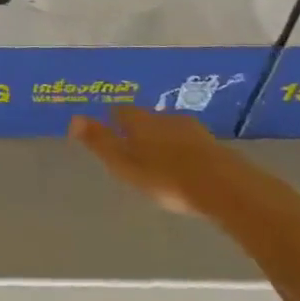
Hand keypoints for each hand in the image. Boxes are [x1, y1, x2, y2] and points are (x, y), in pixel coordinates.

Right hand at [68, 105, 260, 217]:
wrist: (226, 188)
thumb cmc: (166, 177)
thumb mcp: (124, 164)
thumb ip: (100, 142)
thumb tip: (73, 118)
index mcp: (140, 122)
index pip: (121, 111)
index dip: (114, 119)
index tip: (110, 130)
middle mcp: (166, 119)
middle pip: (148, 119)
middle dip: (141, 130)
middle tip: (134, 148)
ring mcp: (194, 132)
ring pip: (172, 130)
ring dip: (165, 141)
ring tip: (160, 160)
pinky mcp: (216, 148)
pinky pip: (193, 145)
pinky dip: (185, 153)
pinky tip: (186, 169)